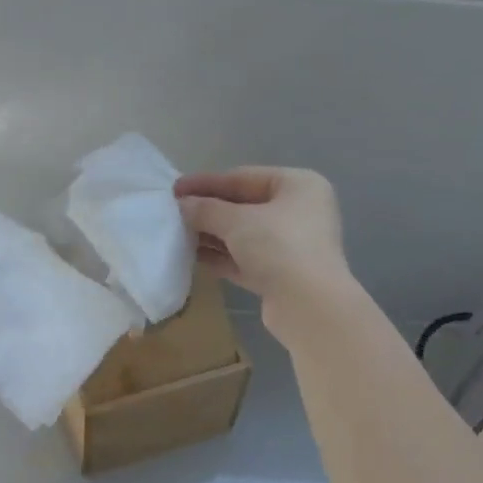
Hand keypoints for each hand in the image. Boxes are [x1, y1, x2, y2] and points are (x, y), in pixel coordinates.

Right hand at [174, 167, 353, 329]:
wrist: (309, 306)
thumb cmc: (278, 247)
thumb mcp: (236, 221)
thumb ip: (206, 209)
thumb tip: (182, 205)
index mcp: (298, 185)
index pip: (244, 177)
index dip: (206, 182)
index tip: (174, 188)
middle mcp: (299, 211)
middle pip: (244, 206)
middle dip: (208, 211)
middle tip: (173, 213)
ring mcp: (292, 245)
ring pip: (244, 234)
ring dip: (212, 235)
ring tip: (177, 234)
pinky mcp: (282, 274)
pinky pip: (246, 258)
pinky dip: (222, 256)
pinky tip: (192, 256)